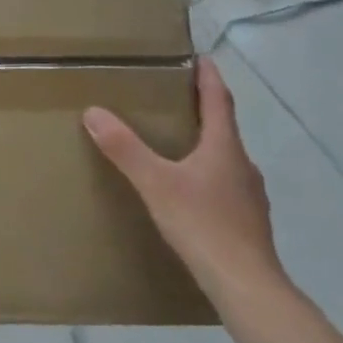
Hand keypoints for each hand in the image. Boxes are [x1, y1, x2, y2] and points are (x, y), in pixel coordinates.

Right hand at [83, 57, 285, 303]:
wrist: (245, 285)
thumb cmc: (202, 224)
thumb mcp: (154, 183)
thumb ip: (124, 148)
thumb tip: (93, 111)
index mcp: (225, 149)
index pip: (220, 102)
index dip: (210, 79)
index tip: (202, 58)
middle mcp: (243, 166)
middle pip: (224, 129)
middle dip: (204, 111)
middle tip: (178, 99)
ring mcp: (250, 196)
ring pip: (226, 159)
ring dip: (206, 145)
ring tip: (179, 144)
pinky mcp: (248, 221)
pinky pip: (226, 185)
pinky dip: (208, 176)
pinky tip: (191, 192)